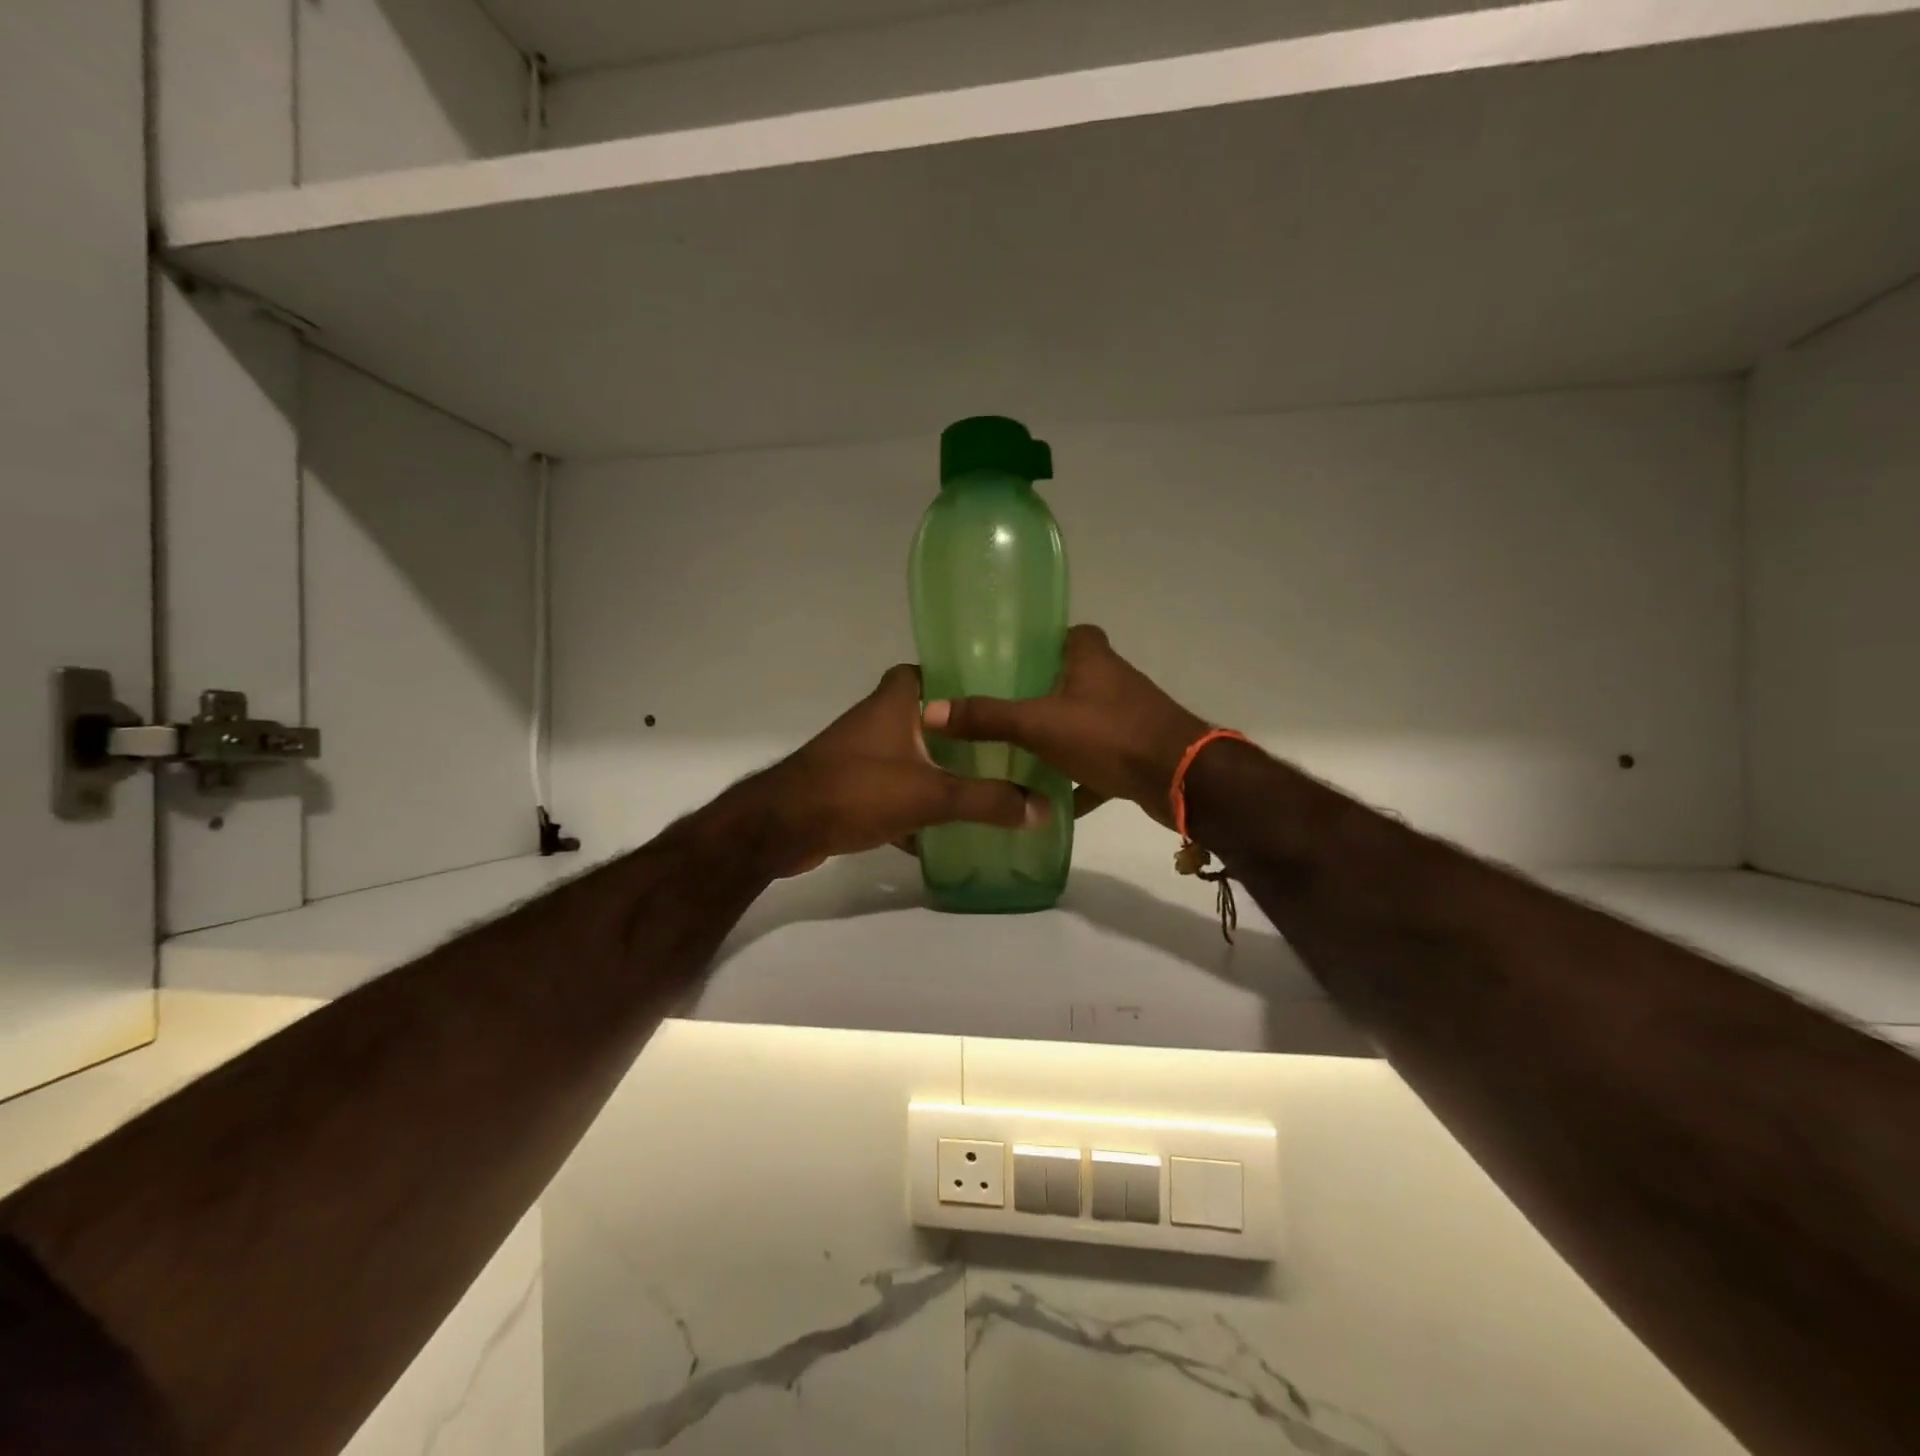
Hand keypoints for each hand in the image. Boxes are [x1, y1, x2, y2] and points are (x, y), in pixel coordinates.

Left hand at [754, 664, 1049, 875]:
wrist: (783, 827)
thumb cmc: (857, 790)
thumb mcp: (931, 794)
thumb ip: (987, 800)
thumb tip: (1043, 807)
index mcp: (893, 703)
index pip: (926, 671)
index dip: (956, 677)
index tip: (995, 694)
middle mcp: (876, 721)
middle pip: (924, 716)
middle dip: (958, 733)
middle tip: (1002, 745)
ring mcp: (860, 755)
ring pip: (910, 755)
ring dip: (939, 769)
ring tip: (985, 783)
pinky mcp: (852, 788)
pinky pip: (895, 789)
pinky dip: (916, 804)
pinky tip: (944, 828)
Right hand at [922, 625, 1209, 830]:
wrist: (1181, 779)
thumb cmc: (1109, 735)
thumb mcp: (1039, 724)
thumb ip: (988, 718)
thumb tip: (930, 710)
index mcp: (1092, 658)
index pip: (1066, 634)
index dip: (1041, 642)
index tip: (1008, 660)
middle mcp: (1112, 681)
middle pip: (1071, 679)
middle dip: (1041, 694)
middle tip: (1000, 710)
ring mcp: (1127, 718)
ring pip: (1084, 721)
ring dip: (1058, 738)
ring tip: (1016, 753)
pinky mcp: (1136, 753)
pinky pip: (1099, 762)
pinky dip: (1079, 779)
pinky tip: (1052, 800)